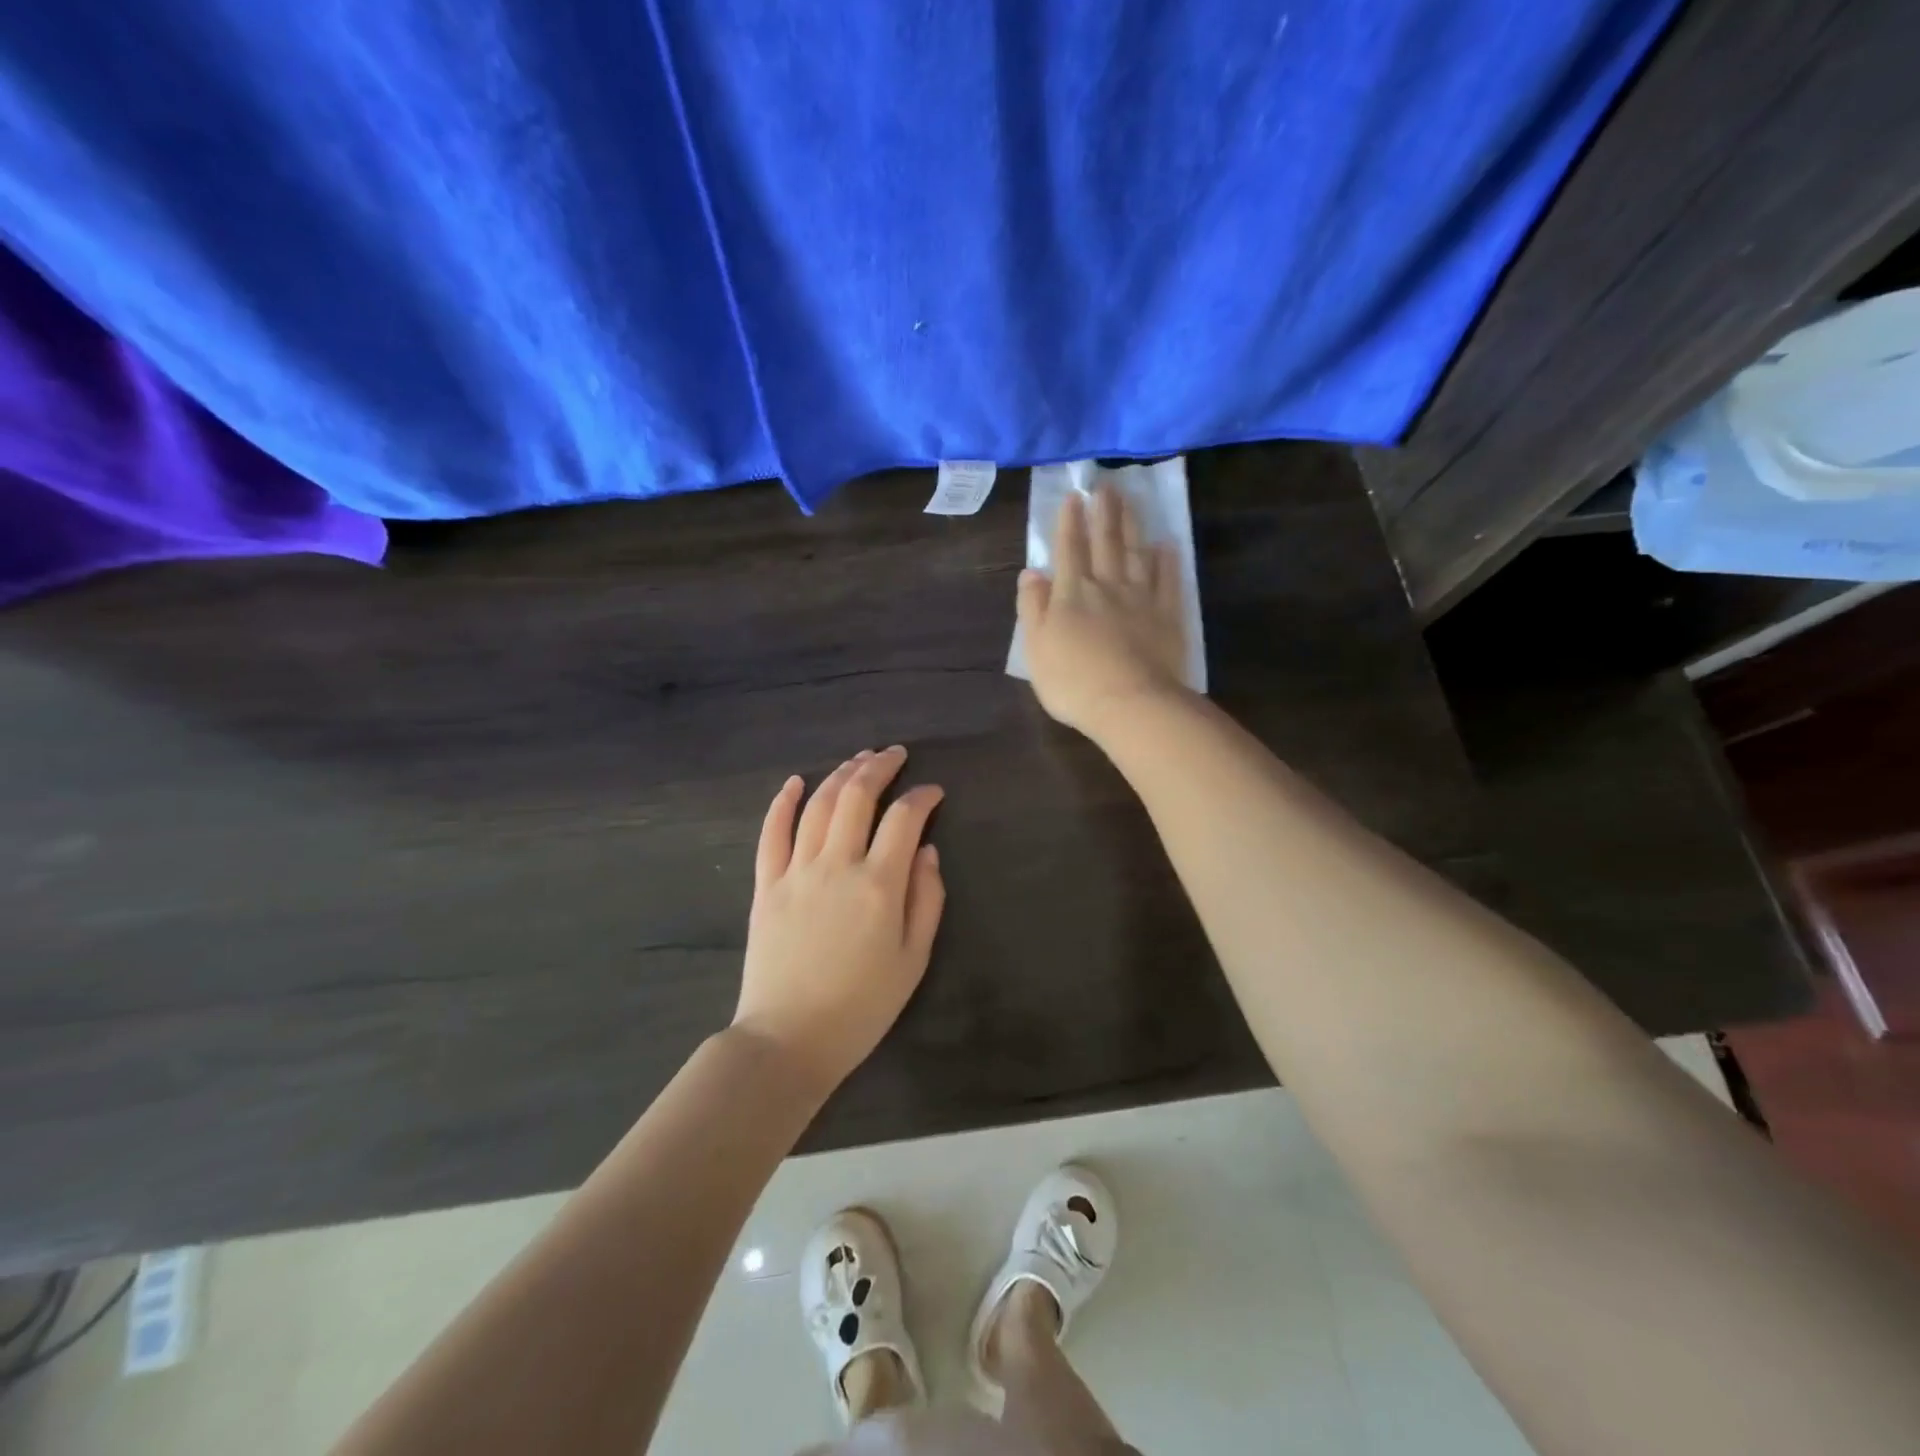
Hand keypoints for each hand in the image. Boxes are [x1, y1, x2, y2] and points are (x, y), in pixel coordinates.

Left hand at [733, 746, 945, 1094]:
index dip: (923, 797)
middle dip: (879, 767)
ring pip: (818, 805)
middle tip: (895, 754)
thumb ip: (927, 899)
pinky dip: (782, 802)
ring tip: (858, 759)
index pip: (904, 819)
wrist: (789, 1039)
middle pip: (857, 797)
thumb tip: (926, 850)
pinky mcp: (767, 885)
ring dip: (840, 775)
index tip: (934, 792)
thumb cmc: (862, 1007)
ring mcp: (796, 871)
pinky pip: (772, 833)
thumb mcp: (913, 959)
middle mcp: (837, 865)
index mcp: (879, 885)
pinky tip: (795, 782)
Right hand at [1017, 482, 1190, 736]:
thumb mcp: (1036, 648)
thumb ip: (1032, 607)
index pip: (1069, 549)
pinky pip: (1168, 581)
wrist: (1130, 703)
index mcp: (1071, 594)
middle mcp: (1107, 586)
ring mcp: (1141, 599)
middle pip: (1105, 543)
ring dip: (1132, 526)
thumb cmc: (1073, 682)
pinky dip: (1167, 561)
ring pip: (1136, 554)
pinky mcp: (1168, 616)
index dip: (1070, 522)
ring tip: (1131, 501)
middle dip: (1104, 513)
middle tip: (1106, 486)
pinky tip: (1167, 545)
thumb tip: (1031, 572)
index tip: (1073, 496)